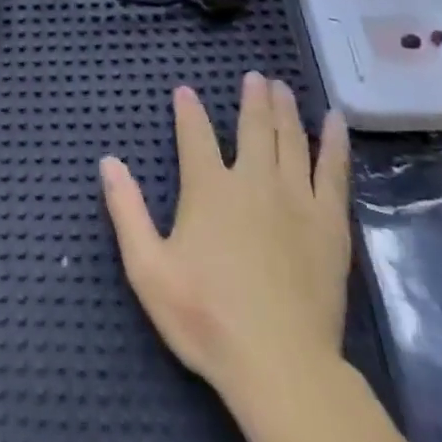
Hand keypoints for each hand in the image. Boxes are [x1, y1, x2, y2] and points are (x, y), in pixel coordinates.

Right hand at [101, 76, 351, 416]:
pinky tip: (334, 121)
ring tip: (282, 87)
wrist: (280, 365)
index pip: (195, 134)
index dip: (188, 110)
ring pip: (291, 139)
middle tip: (255, 76)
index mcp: (208, 188)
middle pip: (253, 127)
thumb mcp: (147, 268)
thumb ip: (126, 211)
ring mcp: (295, 199)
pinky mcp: (328, 223)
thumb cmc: (206, 317)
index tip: (185, 90)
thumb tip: (107, 161)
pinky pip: (333, 172)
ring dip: (285, 109)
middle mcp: (252, 180)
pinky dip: (334, 143)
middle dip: (252, 99)